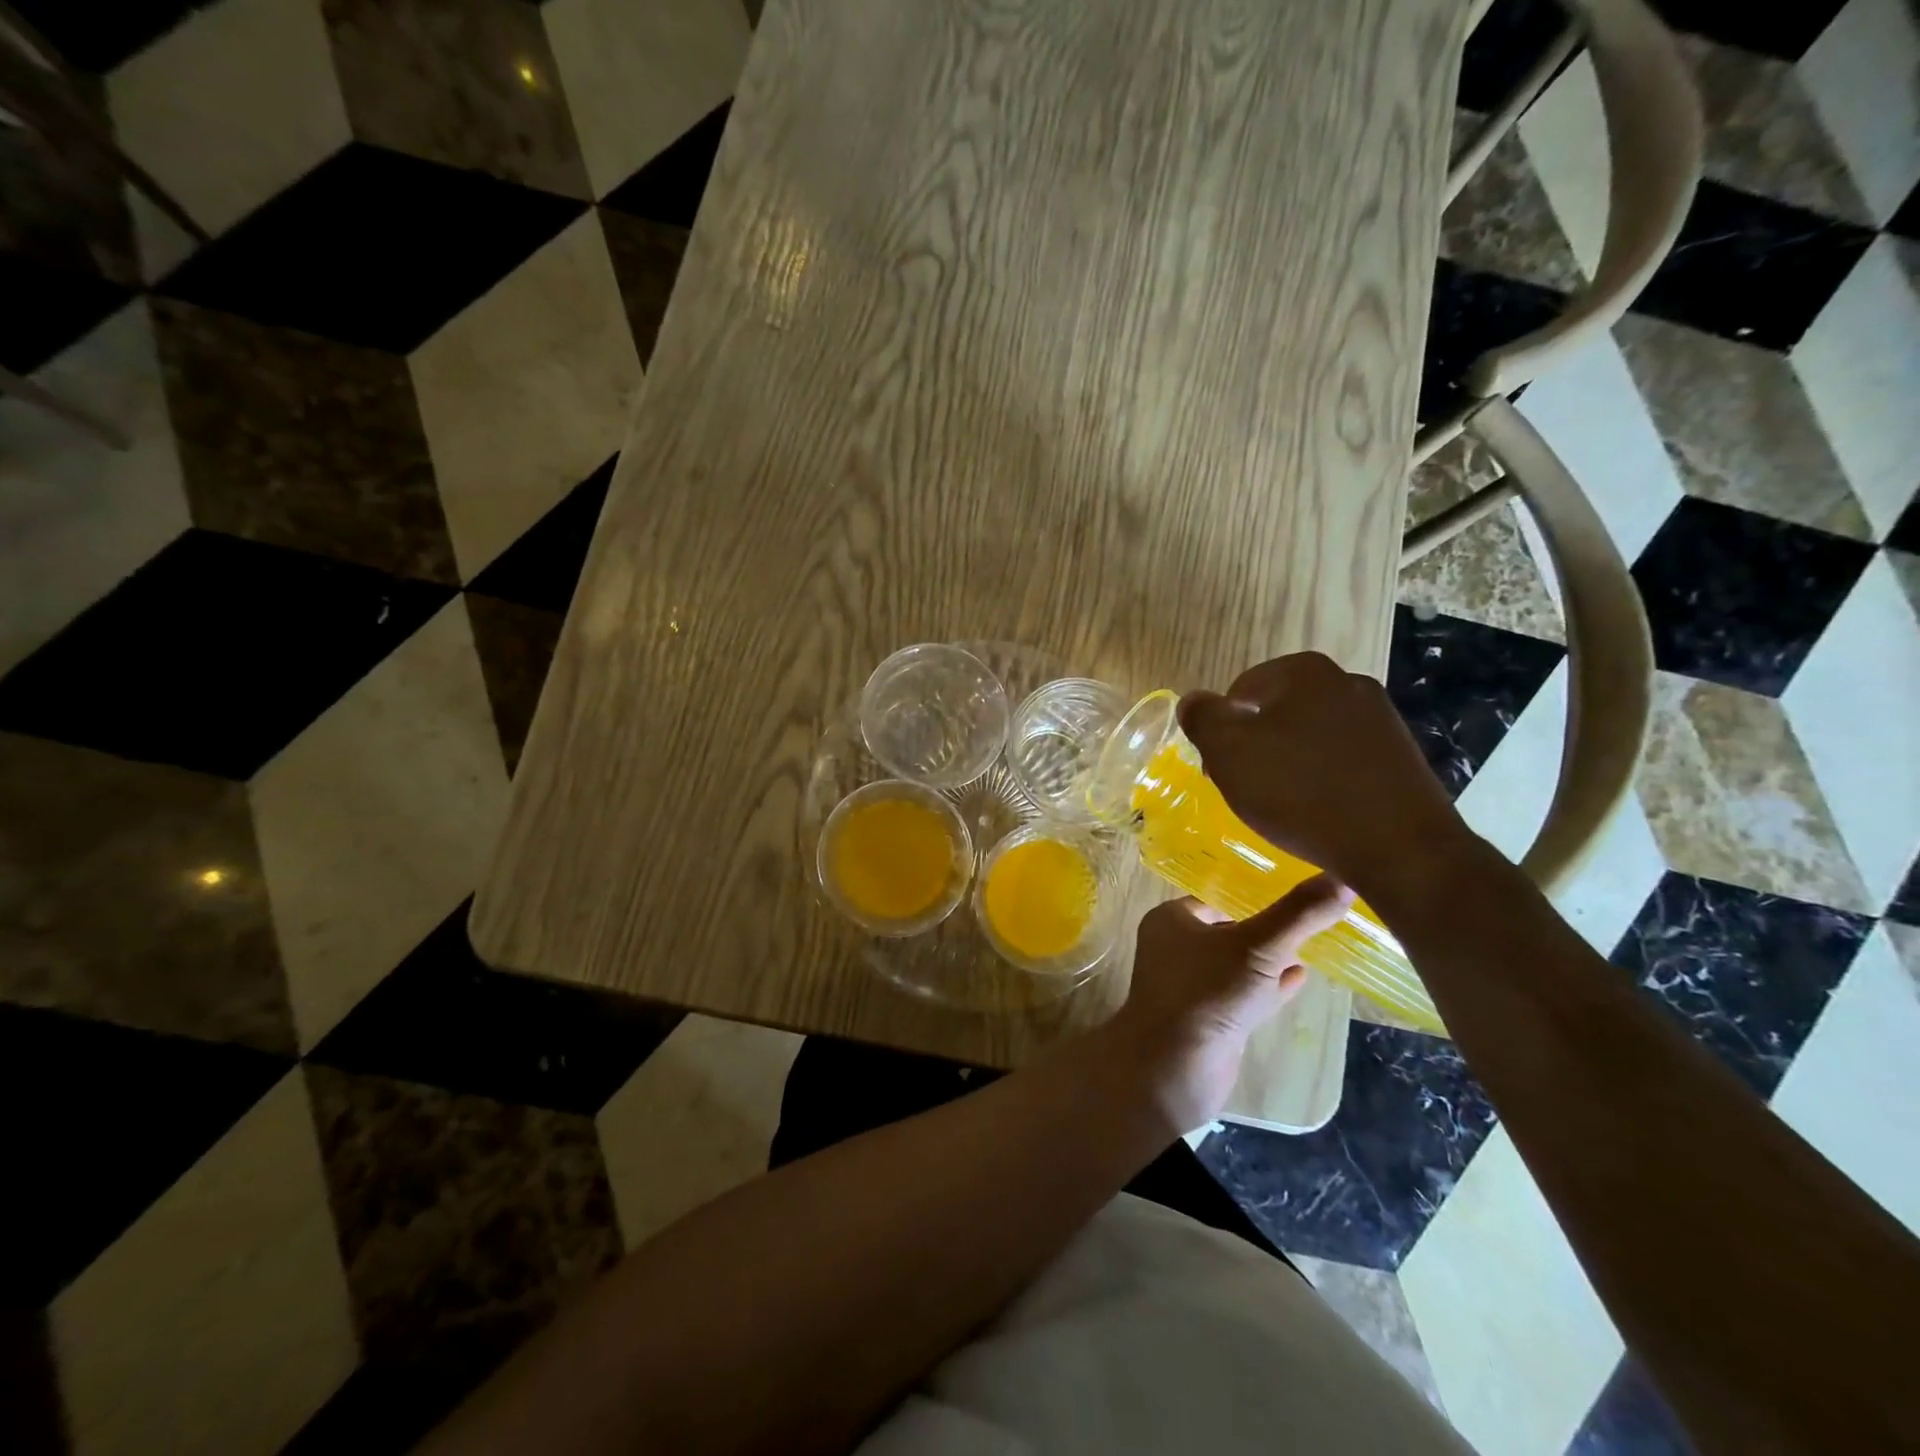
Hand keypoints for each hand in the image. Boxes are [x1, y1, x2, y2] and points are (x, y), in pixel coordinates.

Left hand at [1106, 875, 1353, 1133]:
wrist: (1175, 1069)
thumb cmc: (1208, 993)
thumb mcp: (1259, 946)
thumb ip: (1299, 914)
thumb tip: (1343, 878)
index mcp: (1172, 919)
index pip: (1218, 897)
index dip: (1255, 894)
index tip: (1297, 890)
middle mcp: (1175, 948)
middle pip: (1229, 930)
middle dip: (1267, 928)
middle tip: (1311, 917)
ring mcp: (1190, 986)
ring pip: (1238, 965)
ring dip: (1271, 959)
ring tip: (1312, 945)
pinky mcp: (1208, 1020)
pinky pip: (1243, 994)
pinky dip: (1270, 986)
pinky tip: (1301, 979)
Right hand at [1178, 652, 1470, 897]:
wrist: (1400, 848)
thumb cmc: (1300, 791)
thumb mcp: (1229, 753)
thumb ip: (1202, 718)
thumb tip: (1193, 701)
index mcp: (1304, 672)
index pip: (1240, 691)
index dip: (1221, 730)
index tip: (1221, 769)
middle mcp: (1347, 683)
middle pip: (1277, 711)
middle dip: (1257, 745)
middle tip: (1248, 787)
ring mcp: (1381, 719)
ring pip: (1311, 737)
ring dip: (1290, 763)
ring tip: (1284, 805)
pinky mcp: (1402, 757)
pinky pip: (1343, 761)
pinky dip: (1324, 780)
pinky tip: (1320, 812)